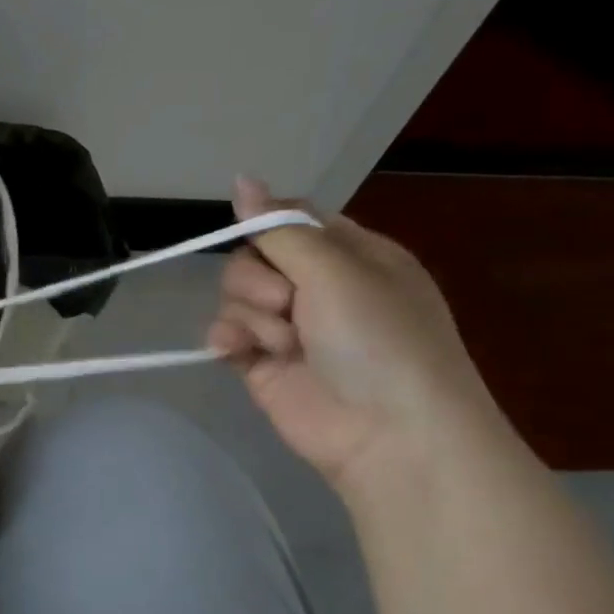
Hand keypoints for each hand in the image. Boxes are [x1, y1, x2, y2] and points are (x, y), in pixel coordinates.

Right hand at [206, 176, 499, 493]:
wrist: (388, 434)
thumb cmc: (378, 340)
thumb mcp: (336, 271)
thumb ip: (279, 228)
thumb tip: (241, 179)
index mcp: (351, 256)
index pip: (291, 221)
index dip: (268, 226)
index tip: (263, 242)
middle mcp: (318, 287)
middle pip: (253, 257)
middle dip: (259, 279)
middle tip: (287, 303)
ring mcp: (288, 327)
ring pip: (235, 295)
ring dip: (250, 315)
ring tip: (280, 343)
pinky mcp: (261, 361)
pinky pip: (225, 332)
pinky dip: (227, 339)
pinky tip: (238, 353)